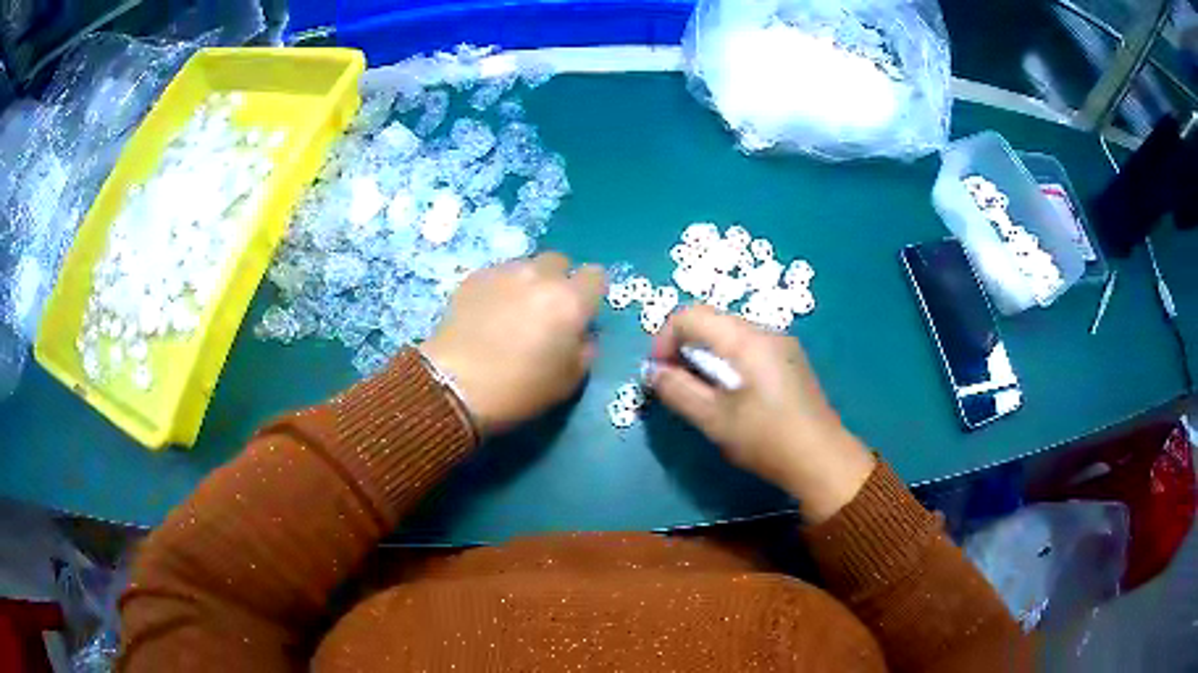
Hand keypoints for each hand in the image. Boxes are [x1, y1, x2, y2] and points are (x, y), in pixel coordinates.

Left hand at [420, 252, 604, 436]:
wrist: (455, 386)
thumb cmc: (520, 390)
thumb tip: (581, 333)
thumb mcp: (569, 381)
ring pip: (526, 266)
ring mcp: (504, 272)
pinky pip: (497, 274)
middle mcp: (540, 276)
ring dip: (528, 283)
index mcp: (571, 301)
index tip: (581, 312)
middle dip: (558, 281)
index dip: (591, 292)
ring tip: (513, 312)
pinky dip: (499, 289)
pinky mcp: (473, 277)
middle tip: (546, 311)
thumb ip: (584, 349)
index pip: (596, 275)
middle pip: (559, 262)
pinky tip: (487, 314)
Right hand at [647, 306, 875, 522]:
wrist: (822, 460)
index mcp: (746, 340)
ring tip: (700, 393)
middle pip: (710, 321)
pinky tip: (730, 395)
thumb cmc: (766, 439)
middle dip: (683, 347)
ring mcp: (781, 344)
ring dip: (704, 356)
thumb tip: (652, 372)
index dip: (664, 340)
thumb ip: (678, 391)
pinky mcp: (789, 361)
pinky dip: (726, 362)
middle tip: (674, 385)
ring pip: (728, 335)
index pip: (690, 316)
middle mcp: (765, 331)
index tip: (658, 375)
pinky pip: (747, 348)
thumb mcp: (714, 419)